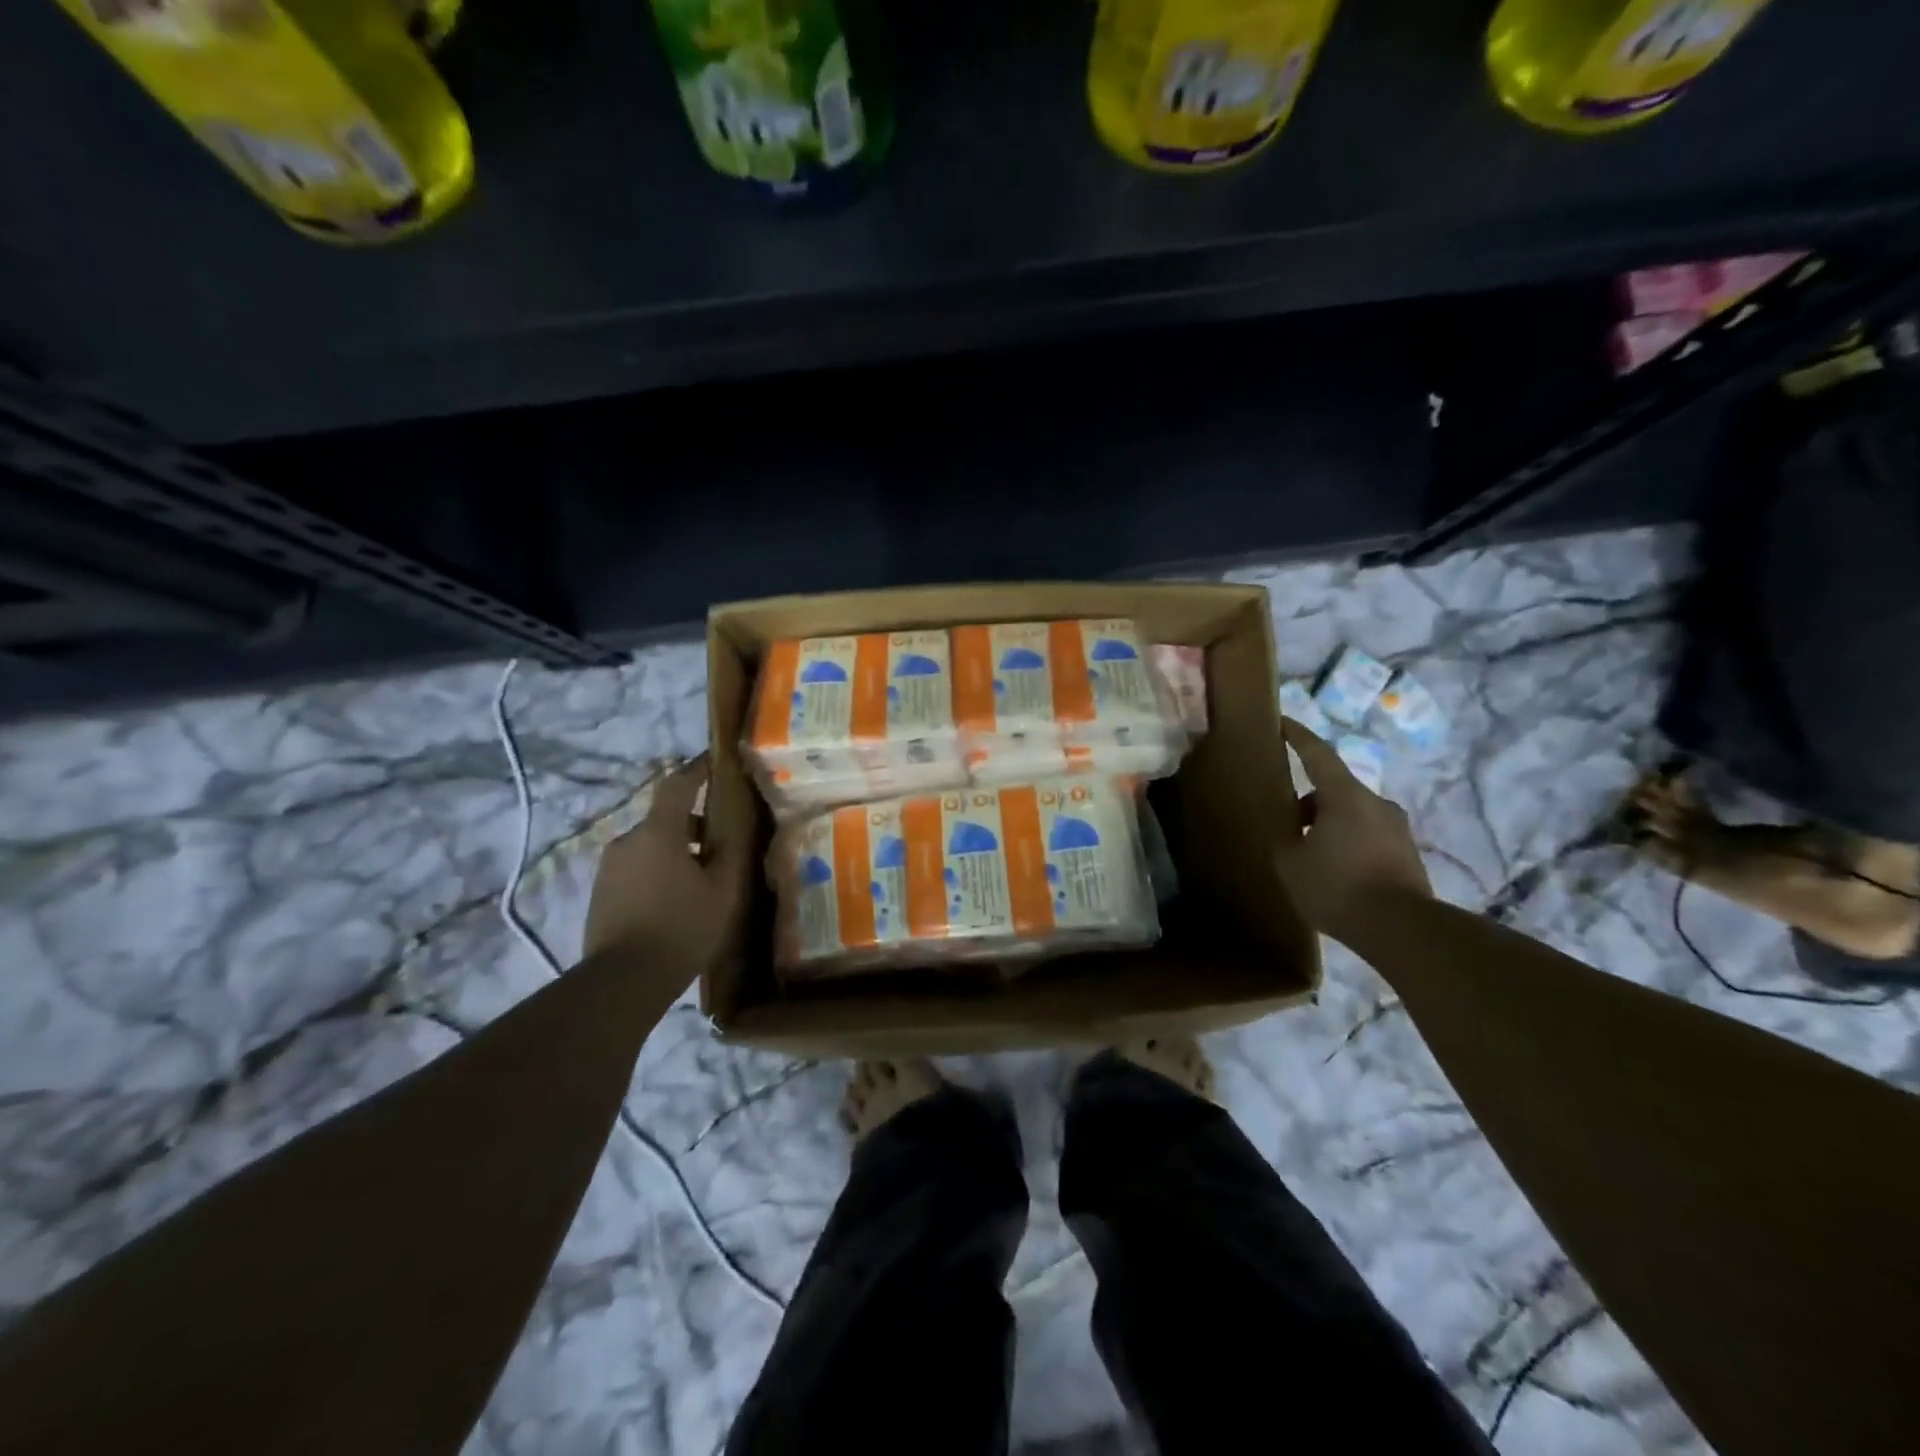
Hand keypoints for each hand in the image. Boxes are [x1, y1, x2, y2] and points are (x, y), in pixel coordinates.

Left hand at [584, 756, 742, 981]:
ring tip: (701, 879)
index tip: (715, 761)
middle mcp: (627, 840)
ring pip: (650, 845)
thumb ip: (729, 853)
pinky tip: (676, 900)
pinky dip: (658, 871)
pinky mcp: (601, 892)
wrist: (622, 982)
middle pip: (665, 818)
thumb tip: (731, 829)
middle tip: (721, 844)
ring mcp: (609, 867)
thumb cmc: (681, 928)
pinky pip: (636, 868)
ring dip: (676, 851)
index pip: (677, 784)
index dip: (697, 769)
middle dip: (694, 824)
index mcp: (658, 832)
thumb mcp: (722, 891)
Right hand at [1275, 719, 1431, 943]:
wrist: (1401, 929)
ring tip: (1311, 856)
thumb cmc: (1338, 887)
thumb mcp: (1290, 864)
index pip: (1317, 754)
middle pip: (1334, 789)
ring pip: (1352, 814)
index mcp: (1344, 795)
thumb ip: (1285, 840)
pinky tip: (1337, 874)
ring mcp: (1397, 828)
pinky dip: (1348, 845)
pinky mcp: (1408, 854)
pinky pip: (1368, 837)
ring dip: (1329, 826)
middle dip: (1309, 802)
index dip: (1298, 737)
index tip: (1283, 722)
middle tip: (1288, 825)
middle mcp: (1375, 803)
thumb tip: (1291, 834)